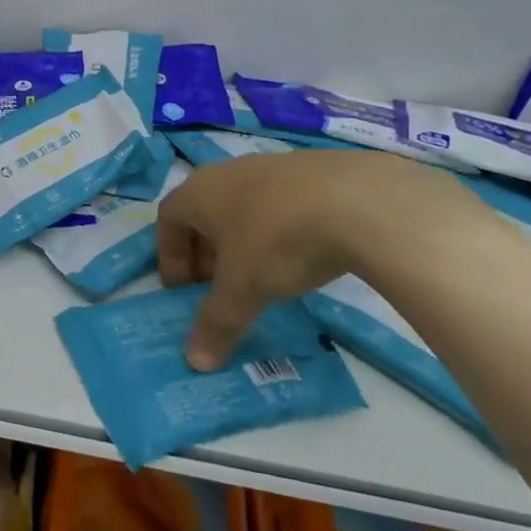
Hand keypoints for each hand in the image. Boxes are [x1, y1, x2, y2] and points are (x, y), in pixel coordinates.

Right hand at [158, 151, 482, 370]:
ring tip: (260, 274)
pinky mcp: (311, 169)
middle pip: (203, 213)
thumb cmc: (279, 240)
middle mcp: (227, 172)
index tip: (181, 291)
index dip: (170, 257)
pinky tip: (301, 254)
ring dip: (241, 240)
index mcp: (199, 192)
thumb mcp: (244, 289)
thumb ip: (216, 323)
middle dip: (204, 252)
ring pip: (242, 206)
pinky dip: (277, 229)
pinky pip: (279, 202)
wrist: (362, 201)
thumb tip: (195, 363)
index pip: (168, 220)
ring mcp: (271, 166)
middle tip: (217, 288)